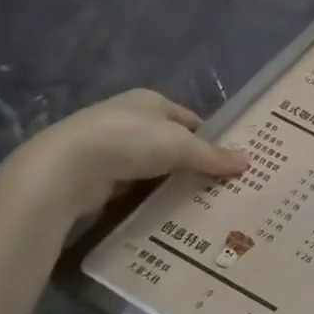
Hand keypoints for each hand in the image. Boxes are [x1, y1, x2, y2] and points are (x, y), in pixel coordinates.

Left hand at [10, 90, 246, 217]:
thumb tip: (248, 162)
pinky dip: (144, 197)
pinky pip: (130, 185)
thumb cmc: (130, 142)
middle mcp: (129, 118)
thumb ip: (213, 156)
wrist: (66, 169)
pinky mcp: (93, 174)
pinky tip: (160, 212)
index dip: (209, 138)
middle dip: (189, 162)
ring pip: (149, 165)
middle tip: (216, 187)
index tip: (227, 162)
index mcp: (150, 100)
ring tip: (192, 203)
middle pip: (169, 142)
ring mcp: (108, 146)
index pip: (189, 118)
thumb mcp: (181, 146)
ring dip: (166, 181)